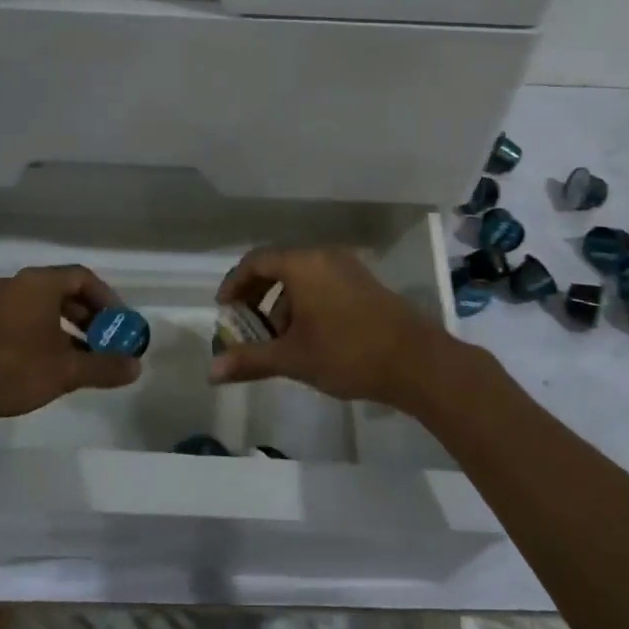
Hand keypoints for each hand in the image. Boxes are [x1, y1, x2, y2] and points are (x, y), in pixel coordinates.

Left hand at [0, 265, 140, 434]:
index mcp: (39, 283)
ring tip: (82, 358)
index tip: (120, 325)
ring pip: (42, 307)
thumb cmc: (11, 368)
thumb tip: (136, 367)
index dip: (108, 300)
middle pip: (63, 291)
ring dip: (68, 328)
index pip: (84, 278)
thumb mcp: (66, 371)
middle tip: (105, 342)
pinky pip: (23, 319)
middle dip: (89, 317)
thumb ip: (104, 366)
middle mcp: (17, 284)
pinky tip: (49, 365)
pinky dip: (44, 334)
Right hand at [210, 247, 451, 411]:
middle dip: (257, 295)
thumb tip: (211, 371)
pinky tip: (307, 337)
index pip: (256, 261)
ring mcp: (348, 268)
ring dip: (282, 302)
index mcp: (303, 264)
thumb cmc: (347, 353)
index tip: (223, 310)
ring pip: (302, 277)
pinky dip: (305, 303)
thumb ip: (250, 360)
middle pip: (278, 266)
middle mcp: (324, 256)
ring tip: (276, 339)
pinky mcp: (365, 283)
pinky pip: (323, 284)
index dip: (234, 284)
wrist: (416, 362)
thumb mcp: (293, 358)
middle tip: (244, 324)